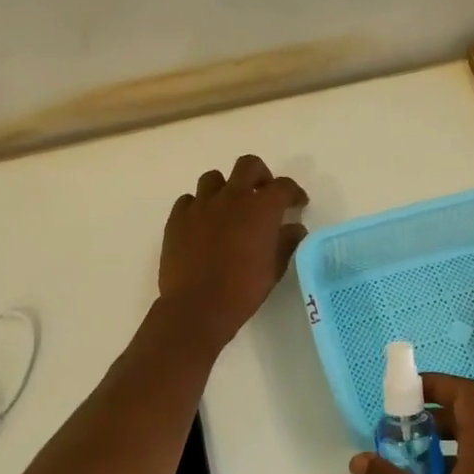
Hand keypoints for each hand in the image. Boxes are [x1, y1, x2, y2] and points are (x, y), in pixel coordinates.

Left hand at [159, 155, 309, 345]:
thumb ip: (287, 242)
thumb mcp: (275, 269)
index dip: (293, 192)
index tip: (297, 204)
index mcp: (261, 208)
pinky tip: (202, 224)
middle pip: (248, 166)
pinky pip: (189, 200)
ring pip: (214, 178)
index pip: (283, 186)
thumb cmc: (242, 290)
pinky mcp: (177, 218)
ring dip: (226, 188)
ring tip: (229, 209)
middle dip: (260, 176)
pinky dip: (199, 206)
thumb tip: (295, 228)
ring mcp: (201, 205)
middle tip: (263, 195)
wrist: (196, 307)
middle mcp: (231, 197)